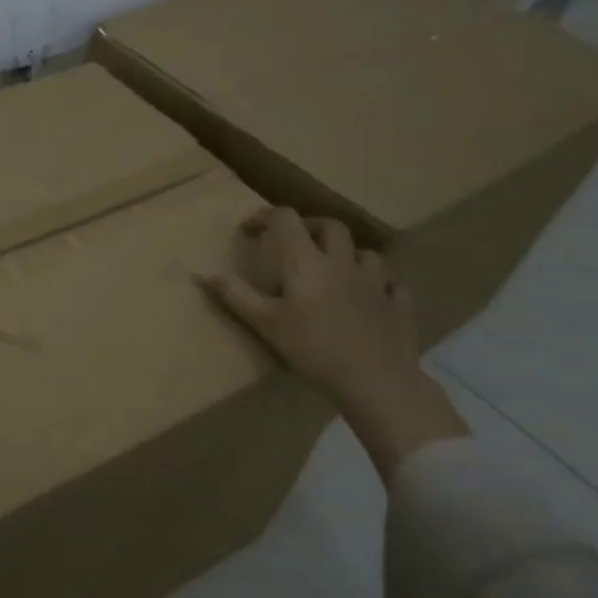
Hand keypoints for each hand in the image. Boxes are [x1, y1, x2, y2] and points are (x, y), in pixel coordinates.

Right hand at [198, 206, 465, 480]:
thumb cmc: (312, 348)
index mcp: (306, 261)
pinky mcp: (398, 305)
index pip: (286, 219)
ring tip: (335, 269)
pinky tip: (372, 297)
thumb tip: (199, 270)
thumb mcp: (264, 323)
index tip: (249, 229)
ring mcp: (376, 282)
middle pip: (330, 227)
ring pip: (365, 253)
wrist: (374, 380)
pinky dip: (379, 285)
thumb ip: (233, 294)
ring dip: (348, 254)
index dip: (266, 216)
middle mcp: (342, 262)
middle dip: (309, 227)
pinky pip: (392, 285)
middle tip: (294, 242)